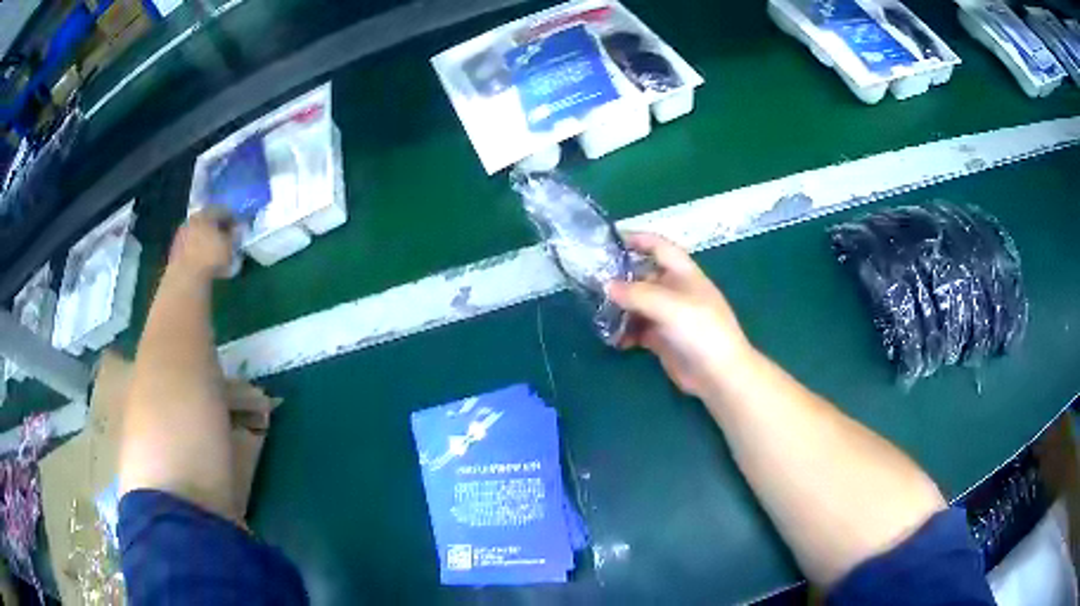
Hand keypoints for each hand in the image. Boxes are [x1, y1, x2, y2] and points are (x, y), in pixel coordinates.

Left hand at [168, 208, 235, 279]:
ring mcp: (181, 234)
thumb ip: (235, 236)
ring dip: (205, 240)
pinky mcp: (175, 251)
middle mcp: (193, 219)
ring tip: (213, 252)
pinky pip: (189, 247)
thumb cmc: (211, 258)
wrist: (185, 278)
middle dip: (216, 228)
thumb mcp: (229, 247)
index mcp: (207, 213)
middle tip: (224, 238)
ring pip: (197, 233)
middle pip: (207, 220)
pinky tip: (202, 261)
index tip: (237, 228)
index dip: (232, 218)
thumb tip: (239, 229)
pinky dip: (196, 251)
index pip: (222, 210)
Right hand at [607, 233, 753, 397]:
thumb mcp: (670, 306)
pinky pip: (638, 329)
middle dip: (621, 278)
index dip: (638, 239)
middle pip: (644, 276)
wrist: (718, 375)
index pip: (660, 247)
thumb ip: (637, 294)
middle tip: (592, 282)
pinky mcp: (662, 339)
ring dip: (620, 308)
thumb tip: (607, 286)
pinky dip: (625, 332)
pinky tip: (613, 339)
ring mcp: (669, 316)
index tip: (610, 240)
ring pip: (638, 304)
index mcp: (684, 274)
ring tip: (599, 313)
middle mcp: (675, 291)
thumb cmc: (701, 331)